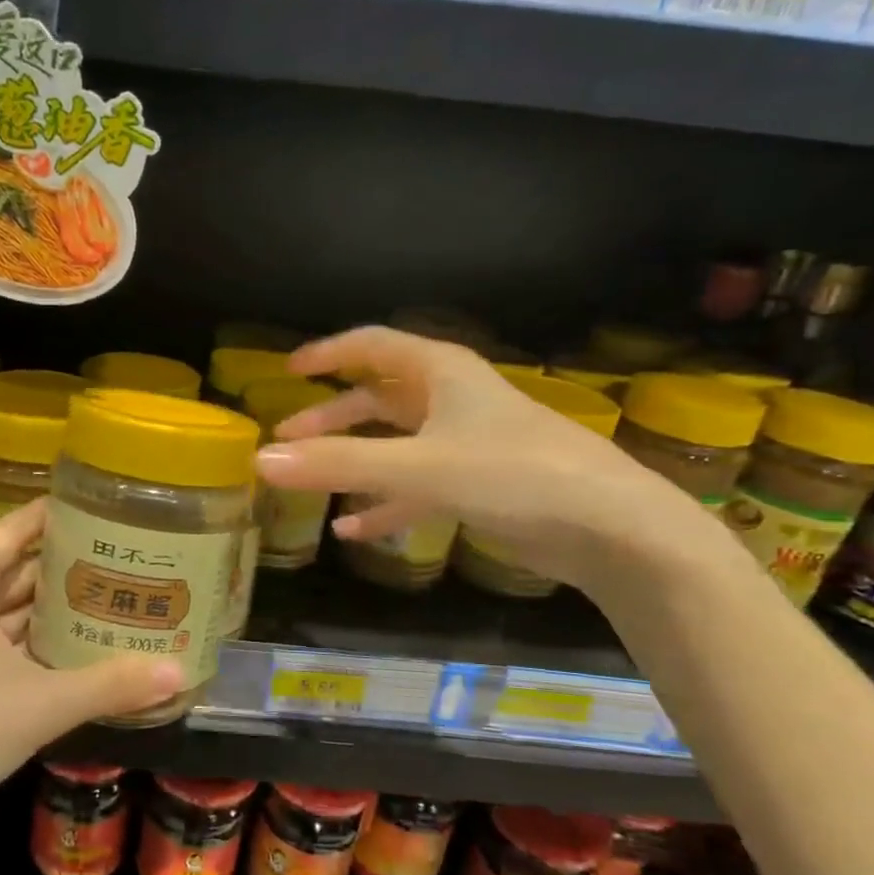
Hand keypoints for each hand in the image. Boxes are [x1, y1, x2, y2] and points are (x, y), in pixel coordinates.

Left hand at [0, 498, 182, 839]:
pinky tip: (84, 648)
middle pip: (21, 565)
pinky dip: (41, 641)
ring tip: (121, 595)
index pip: (20, 527)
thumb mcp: (40, 704)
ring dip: (59, 606)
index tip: (112, 509)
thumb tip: (180, 672)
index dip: (63, 515)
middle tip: (133, 557)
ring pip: (13, 606)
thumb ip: (112, 684)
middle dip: (72, 564)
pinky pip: (6, 640)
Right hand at [253, 326, 710, 594]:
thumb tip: (261, 459)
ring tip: (309, 479)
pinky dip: (384, 503)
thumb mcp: (419, 466)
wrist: (612, 530)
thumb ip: (339, 463)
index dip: (328, 353)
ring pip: (395, 444)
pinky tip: (354, 530)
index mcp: (442, 373)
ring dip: (353, 459)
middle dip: (332, 415)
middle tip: (288, 434)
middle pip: (379, 397)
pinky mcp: (480, 486)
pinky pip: (416, 488)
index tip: (288, 370)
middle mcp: (453, 400)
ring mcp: (467, 444)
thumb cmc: (515, 475)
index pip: (372, 345)